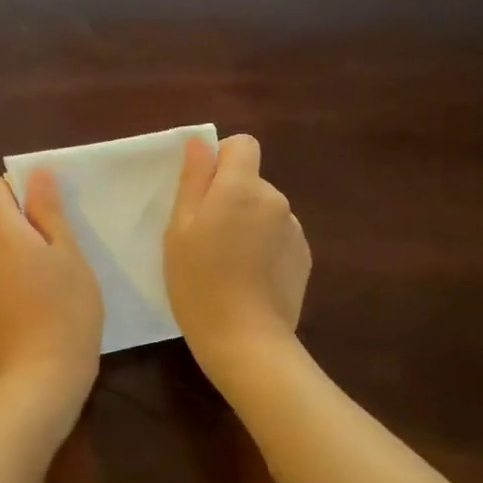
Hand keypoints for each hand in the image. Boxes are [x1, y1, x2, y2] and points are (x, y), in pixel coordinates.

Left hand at [0, 169, 103, 401]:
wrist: (41, 378)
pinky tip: (35, 313)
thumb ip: (49, 211)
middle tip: (60, 257)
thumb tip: (36, 173)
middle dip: (23, 231)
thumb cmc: (66, 309)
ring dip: (17, 261)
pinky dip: (10, 289)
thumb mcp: (69, 254)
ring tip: (51, 289)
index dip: (16, 193)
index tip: (45, 215)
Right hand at [165, 134, 310, 376]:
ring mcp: (294, 230)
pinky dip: (264, 248)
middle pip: (251, 181)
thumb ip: (193, 181)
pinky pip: (278, 237)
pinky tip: (249, 279)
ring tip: (228, 264)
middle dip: (230, 197)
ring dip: (248, 224)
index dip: (221, 159)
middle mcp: (275, 200)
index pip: (243, 145)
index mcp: (241, 188)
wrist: (244, 339)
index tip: (202, 191)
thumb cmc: (198, 281)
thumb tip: (200, 143)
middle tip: (205, 238)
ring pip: (264, 211)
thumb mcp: (179, 229)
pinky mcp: (303, 258)